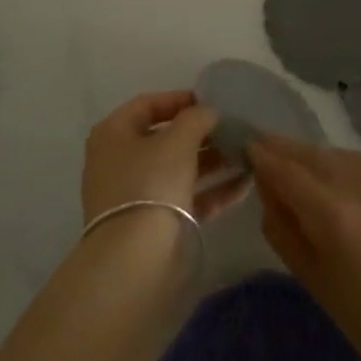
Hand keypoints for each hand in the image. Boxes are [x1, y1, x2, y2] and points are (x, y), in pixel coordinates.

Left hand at [81, 91, 249, 224]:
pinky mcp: (156, 224)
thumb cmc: (151, 183)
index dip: (180, 99)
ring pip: (180, 169)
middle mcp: (121, 161)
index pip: (148, 105)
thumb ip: (196, 118)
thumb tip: (208, 111)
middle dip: (202, 133)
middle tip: (234, 128)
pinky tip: (245, 184)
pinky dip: (214, 191)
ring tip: (246, 153)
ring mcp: (138, 195)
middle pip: (166, 138)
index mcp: (114, 134)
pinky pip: (188, 198)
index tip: (213, 100)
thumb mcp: (177, 140)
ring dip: (213, 161)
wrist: (136, 261)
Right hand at [247, 137, 360, 360]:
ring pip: (342, 155)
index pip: (285, 168)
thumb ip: (280, 223)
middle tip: (270, 149)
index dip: (263, 155)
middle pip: (312, 154)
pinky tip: (358, 192)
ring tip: (316, 178)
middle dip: (288, 152)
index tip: (248, 145)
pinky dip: (357, 171)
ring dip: (323, 162)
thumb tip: (266, 182)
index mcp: (334, 213)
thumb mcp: (309, 275)